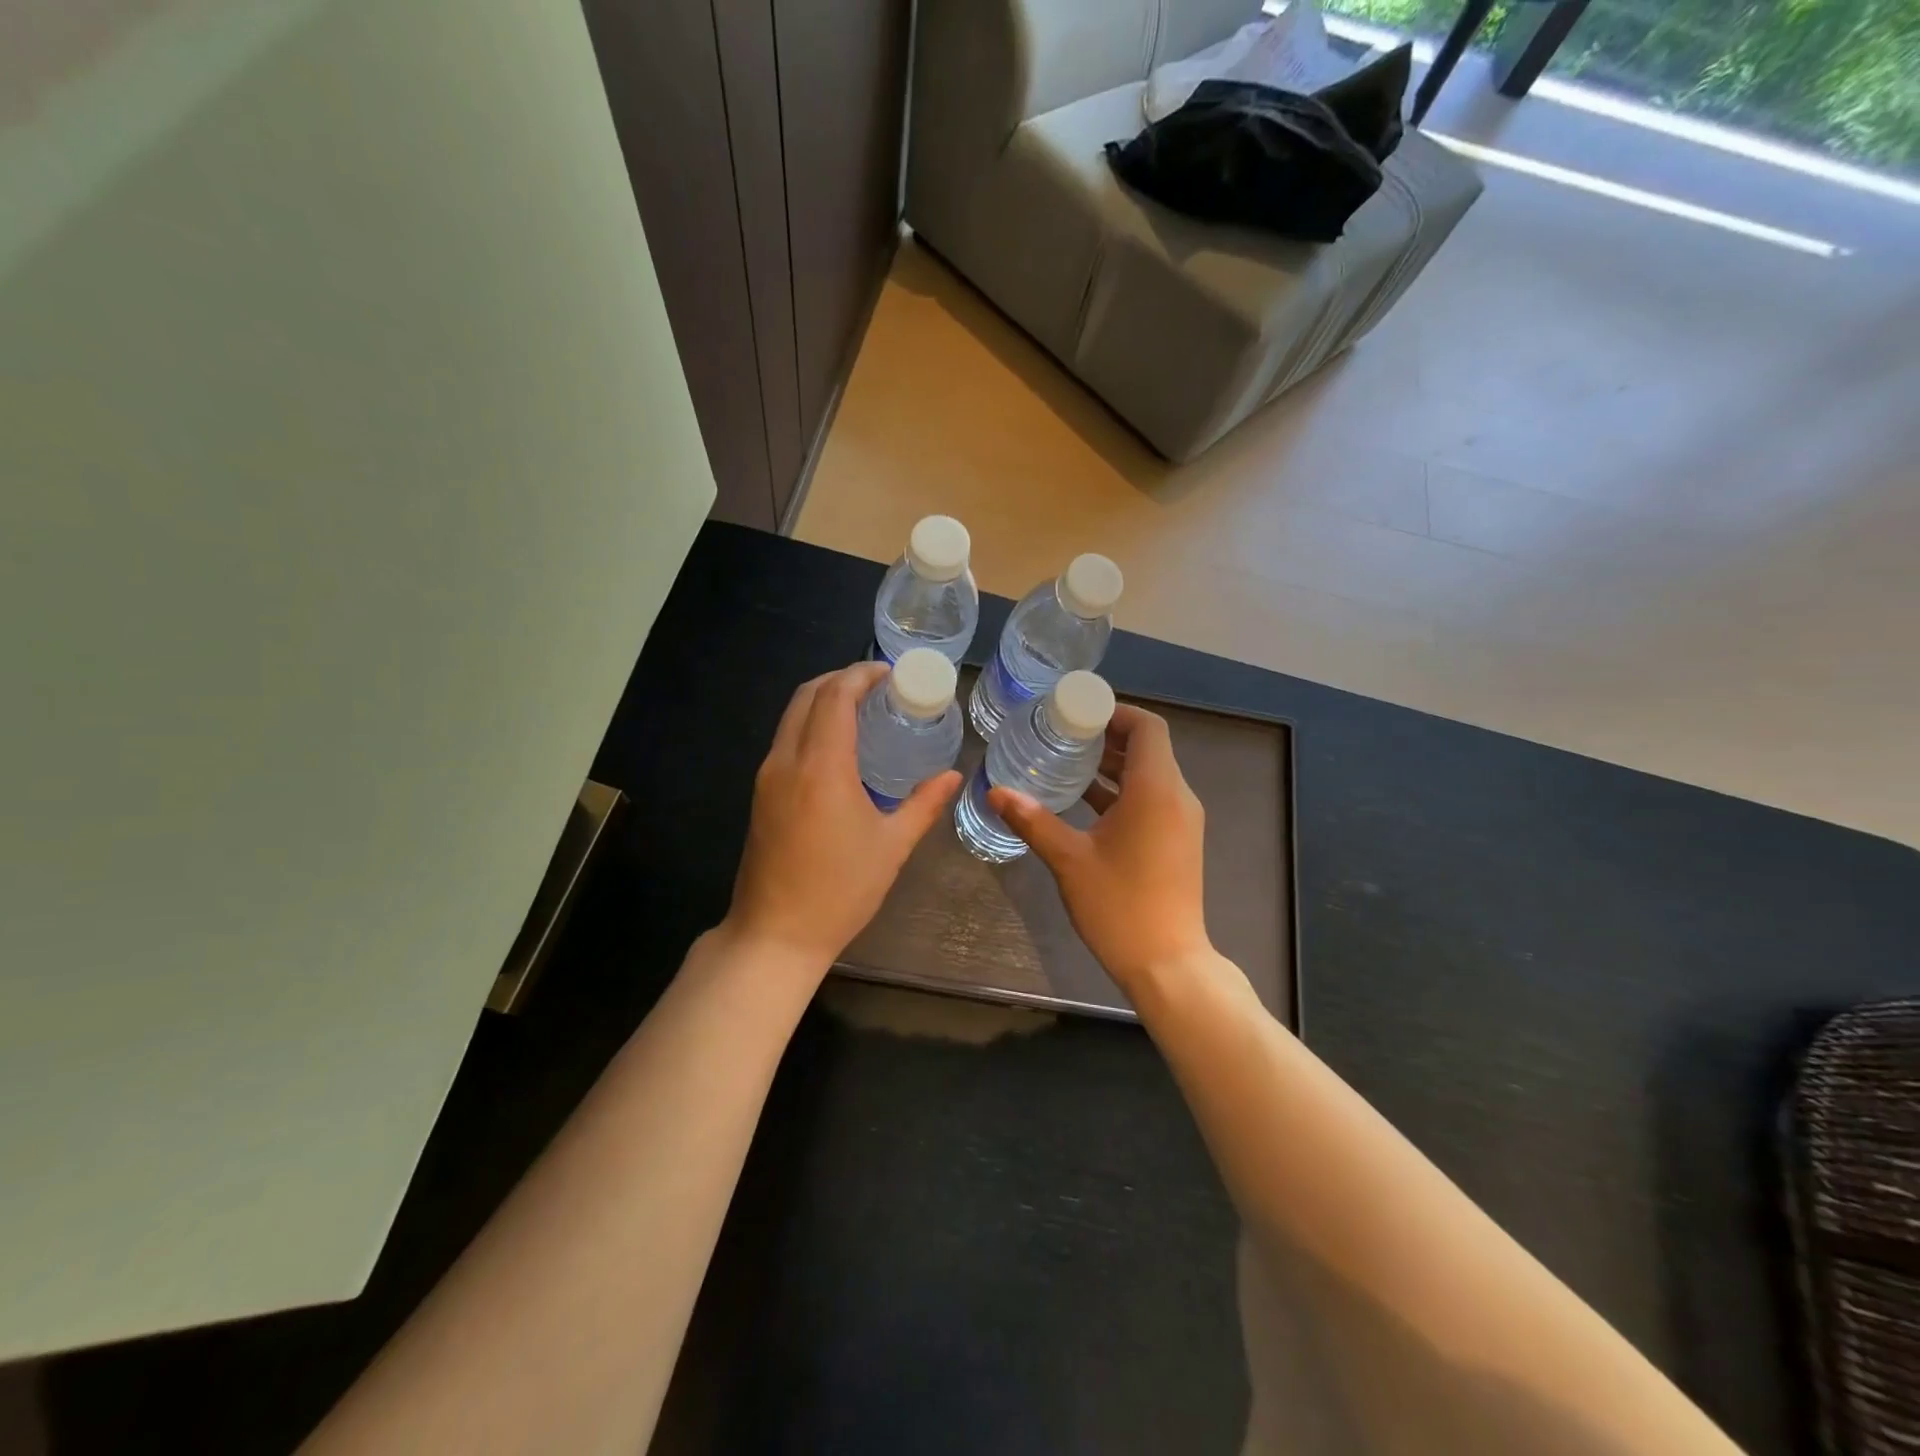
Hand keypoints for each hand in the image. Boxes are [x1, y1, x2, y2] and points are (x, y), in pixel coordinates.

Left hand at [726, 662, 960, 968]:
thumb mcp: (891, 846)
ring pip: (791, 715)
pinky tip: (838, 743)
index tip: (890, 673)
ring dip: (823, 699)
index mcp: (821, 767)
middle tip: (878, 685)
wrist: (775, 935)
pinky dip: (810, 723)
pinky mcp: (760, 794)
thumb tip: (952, 776)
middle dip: (841, 679)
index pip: (836, 697)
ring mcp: (767, 777)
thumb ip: (923, 804)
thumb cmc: (840, 891)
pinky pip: (785, 739)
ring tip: (862, 708)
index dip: (861, 675)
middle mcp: (787, 761)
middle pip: (807, 695)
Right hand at [988, 705, 1210, 991]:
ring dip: (1113, 764)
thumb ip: (1033, 820)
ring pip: (1149, 774)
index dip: (1114, 711)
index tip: (1076, 713)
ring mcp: (1181, 820)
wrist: (1167, 963)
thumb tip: (995, 791)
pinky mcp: (1177, 840)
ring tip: (1066, 760)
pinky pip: (1152, 798)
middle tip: (1061, 733)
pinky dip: (1122, 790)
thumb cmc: (1120, 905)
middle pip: (1148, 747)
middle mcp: (1177, 797)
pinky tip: (1084, 800)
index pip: (1147, 727)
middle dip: (1107, 735)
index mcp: (1156, 790)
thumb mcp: (1069, 859)